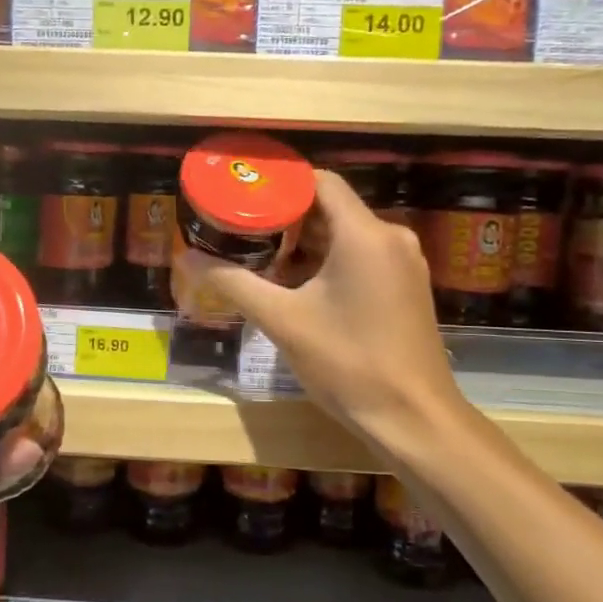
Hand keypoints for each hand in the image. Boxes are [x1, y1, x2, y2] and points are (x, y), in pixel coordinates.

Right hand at [175, 169, 469, 454]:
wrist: (414, 419)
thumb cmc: (349, 363)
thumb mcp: (283, 321)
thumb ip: (234, 284)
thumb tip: (188, 259)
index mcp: (364, 234)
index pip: (320, 182)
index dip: (281, 184)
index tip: (243, 195)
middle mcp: (391, 238)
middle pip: (331, 208)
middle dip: (285, 217)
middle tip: (241, 228)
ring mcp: (403, 264)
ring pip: (345, 235)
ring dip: (304, 243)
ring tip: (259, 255)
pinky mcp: (406, 288)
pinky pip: (361, 258)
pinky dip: (327, 262)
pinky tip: (295, 285)